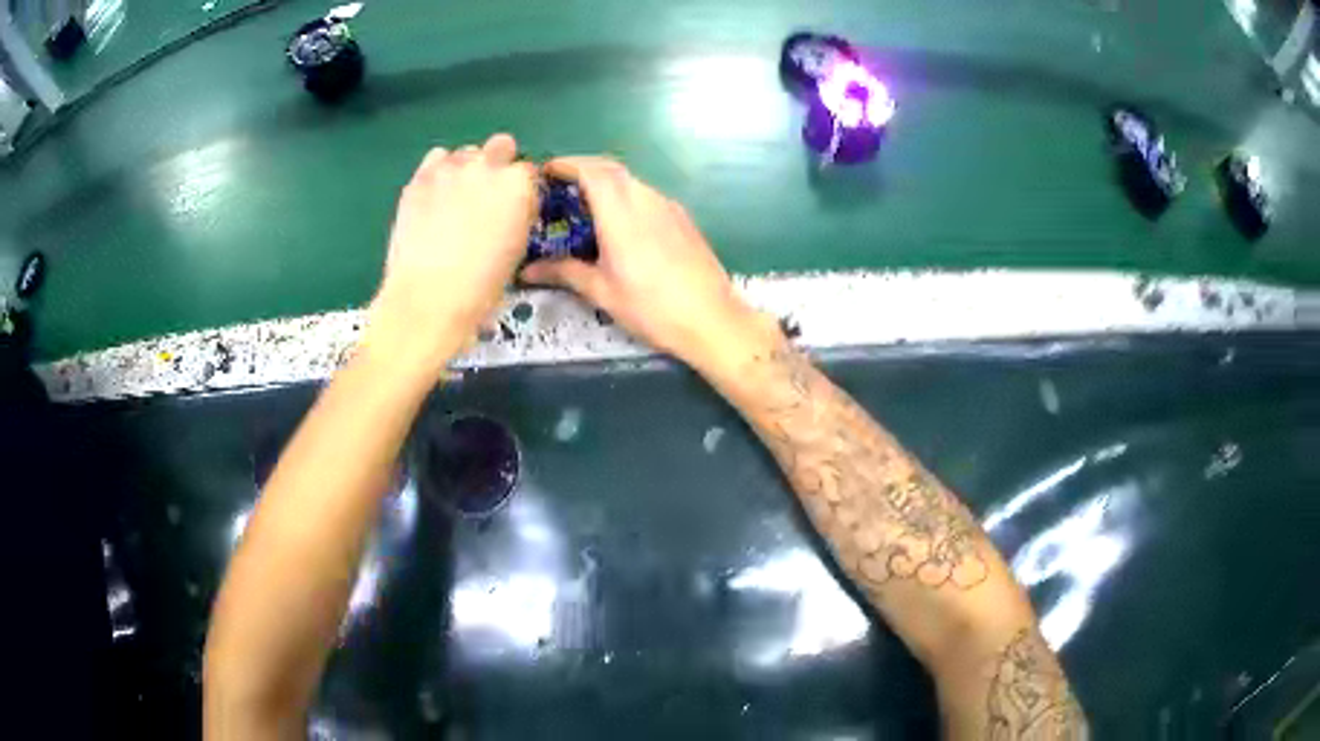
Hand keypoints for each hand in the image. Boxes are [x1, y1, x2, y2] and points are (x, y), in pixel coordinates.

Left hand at [366, 134, 538, 375]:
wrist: (428, 298)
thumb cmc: (480, 288)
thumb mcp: (516, 250)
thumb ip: (517, 216)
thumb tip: (510, 209)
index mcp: (519, 187)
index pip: (529, 171)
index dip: (521, 188)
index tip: (513, 206)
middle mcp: (489, 166)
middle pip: (501, 146)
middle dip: (498, 164)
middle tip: (486, 195)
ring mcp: (452, 168)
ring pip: (467, 151)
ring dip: (467, 167)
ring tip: (455, 197)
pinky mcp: (421, 177)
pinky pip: (436, 158)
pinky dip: (439, 170)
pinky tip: (435, 194)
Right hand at [520, 157, 768, 366]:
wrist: (712, 319)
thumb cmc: (652, 308)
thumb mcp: (602, 292)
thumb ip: (564, 272)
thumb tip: (528, 270)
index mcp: (621, 213)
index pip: (591, 170)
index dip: (567, 164)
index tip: (546, 171)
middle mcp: (646, 199)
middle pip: (611, 169)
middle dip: (584, 169)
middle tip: (560, 186)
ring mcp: (668, 207)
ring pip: (632, 182)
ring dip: (606, 183)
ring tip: (586, 206)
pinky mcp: (683, 219)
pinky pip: (647, 196)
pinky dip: (626, 197)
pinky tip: (620, 224)